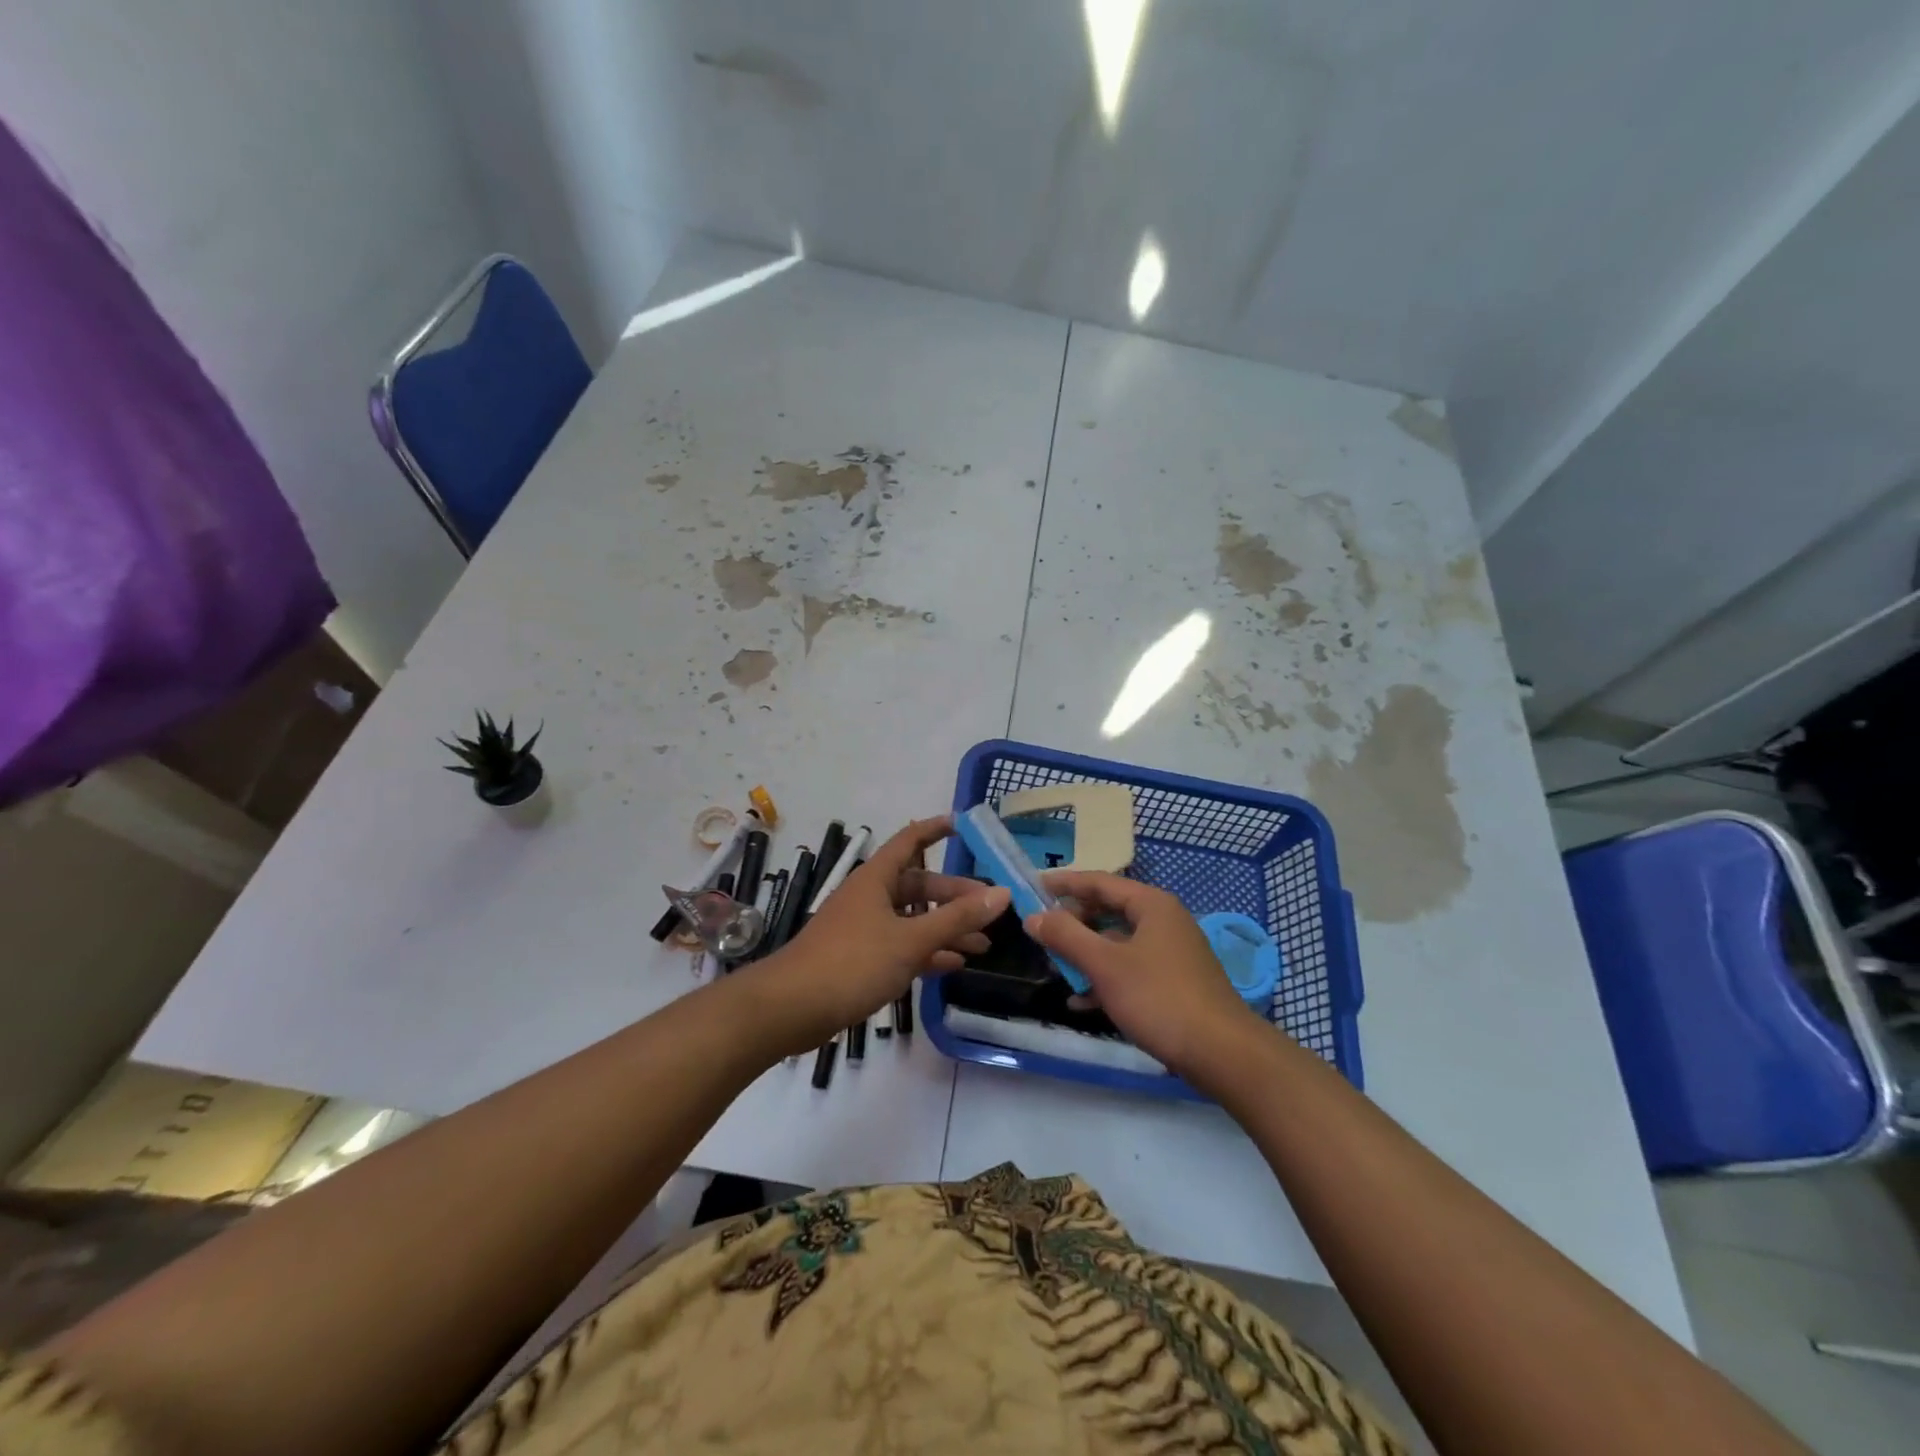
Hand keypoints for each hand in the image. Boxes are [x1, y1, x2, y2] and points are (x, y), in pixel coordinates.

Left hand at [747, 817, 1008, 1053]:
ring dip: (945, 928)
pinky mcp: (860, 958)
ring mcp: (864, 928)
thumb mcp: (911, 939)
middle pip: (918, 885)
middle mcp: (870, 897)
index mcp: (876, 879)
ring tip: (983, 944)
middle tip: (990, 908)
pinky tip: (953, 965)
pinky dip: (927, 952)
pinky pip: (902, 946)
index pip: (910, 840)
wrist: (791, 1008)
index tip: (964, 825)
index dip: (936, 829)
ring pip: (913, 919)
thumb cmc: (852, 962)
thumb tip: (1002, 894)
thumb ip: (956, 918)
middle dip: (954, 895)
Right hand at [1025, 871, 1269, 1083]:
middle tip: (1041, 934)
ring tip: (1055, 969)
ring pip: (1117, 943)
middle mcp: (1163, 920)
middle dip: (1073, 923)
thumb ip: (1066, 936)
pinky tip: (1081, 1003)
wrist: (1222, 1053)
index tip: (1031, 886)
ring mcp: (1171, 952)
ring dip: (1085, 954)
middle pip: (1108, 910)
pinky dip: (1105, 978)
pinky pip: (1130, 969)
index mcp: (1151, 904)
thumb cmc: (1159, 998)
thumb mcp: (1105, 965)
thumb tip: (1033, 916)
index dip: (1063, 883)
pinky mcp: (1173, 982)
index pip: (1099, 882)